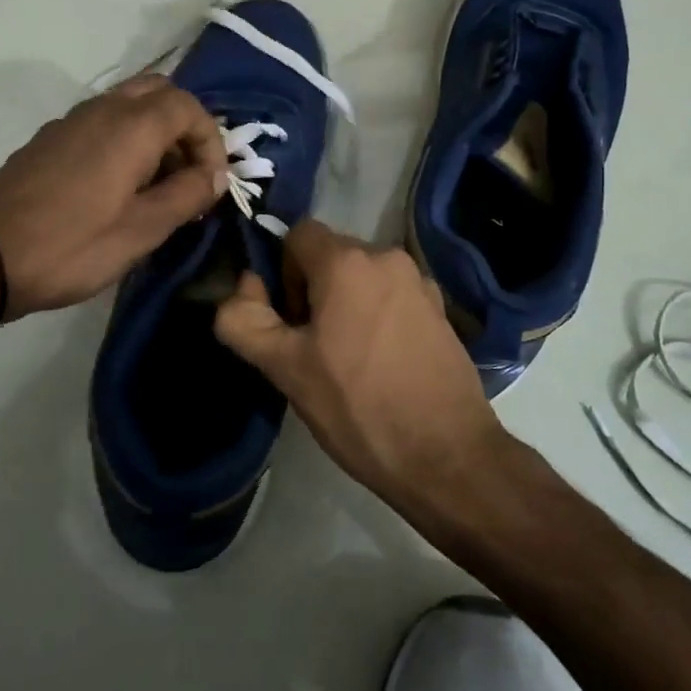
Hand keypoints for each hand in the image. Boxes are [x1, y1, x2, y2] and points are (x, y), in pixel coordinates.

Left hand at [0, 76, 226, 319]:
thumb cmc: (72, 246)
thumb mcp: (143, 229)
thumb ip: (187, 194)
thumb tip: (216, 175)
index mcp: (131, 125)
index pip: (189, 107)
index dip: (211, 141)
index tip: (212, 184)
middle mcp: (102, 109)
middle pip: (159, 92)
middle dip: (185, 127)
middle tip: (190, 173)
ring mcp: (71, 121)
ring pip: (129, 105)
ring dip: (156, 134)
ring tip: (160, 185)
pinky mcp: (50, 140)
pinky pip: (102, 123)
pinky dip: (126, 140)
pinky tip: (120, 187)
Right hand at [213, 218, 505, 514]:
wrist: (447, 456)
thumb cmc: (358, 407)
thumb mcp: (285, 368)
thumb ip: (244, 319)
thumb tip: (245, 285)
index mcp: (348, 262)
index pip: (298, 234)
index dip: (282, 272)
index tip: (290, 321)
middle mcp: (388, 257)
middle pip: (332, 256)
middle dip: (313, 290)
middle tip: (314, 348)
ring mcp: (421, 283)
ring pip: (363, 278)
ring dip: (346, 305)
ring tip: (349, 361)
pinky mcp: (442, 310)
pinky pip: (393, 297)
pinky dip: (378, 316)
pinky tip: (382, 366)